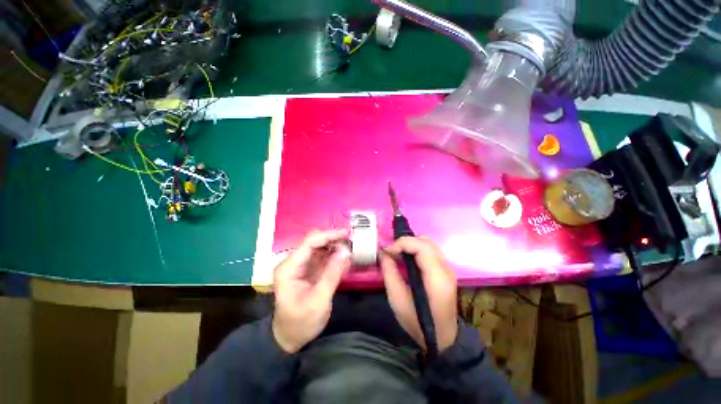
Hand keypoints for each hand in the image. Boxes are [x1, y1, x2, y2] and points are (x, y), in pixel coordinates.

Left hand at [272, 229, 350, 352]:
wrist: (288, 338)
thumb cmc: (301, 323)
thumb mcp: (319, 301)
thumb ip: (332, 274)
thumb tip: (346, 251)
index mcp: (289, 268)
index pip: (309, 243)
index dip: (329, 235)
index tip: (347, 234)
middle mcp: (293, 262)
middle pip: (313, 241)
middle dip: (333, 239)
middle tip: (351, 243)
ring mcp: (300, 265)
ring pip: (319, 246)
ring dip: (334, 245)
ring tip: (350, 248)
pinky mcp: (308, 269)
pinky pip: (322, 256)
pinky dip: (333, 254)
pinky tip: (344, 257)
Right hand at [380, 236, 457, 352]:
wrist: (443, 338)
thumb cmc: (418, 322)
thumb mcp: (397, 300)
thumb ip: (390, 273)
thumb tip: (383, 253)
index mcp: (436, 277)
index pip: (421, 246)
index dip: (402, 243)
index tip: (387, 251)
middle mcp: (446, 268)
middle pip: (426, 241)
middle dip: (406, 242)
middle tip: (391, 252)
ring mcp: (448, 268)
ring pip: (429, 243)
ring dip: (411, 244)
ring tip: (398, 254)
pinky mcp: (446, 270)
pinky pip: (430, 250)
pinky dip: (417, 249)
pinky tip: (408, 259)